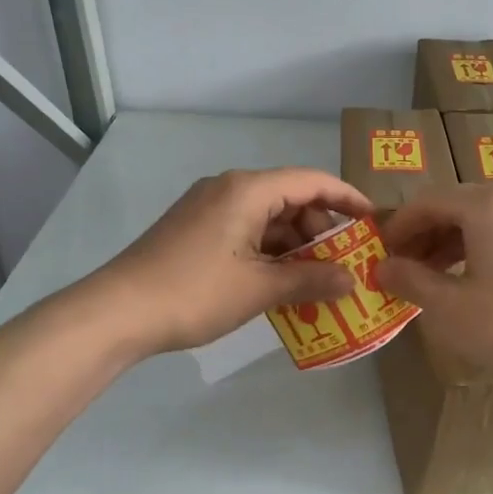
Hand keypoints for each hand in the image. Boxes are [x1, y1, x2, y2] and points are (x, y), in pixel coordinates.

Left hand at [96, 168, 373, 354]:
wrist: (118, 312)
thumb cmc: (195, 292)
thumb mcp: (260, 288)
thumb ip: (311, 279)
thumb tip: (353, 280)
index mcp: (247, 190)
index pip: (311, 181)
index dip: (347, 198)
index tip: (374, 220)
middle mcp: (229, 189)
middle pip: (290, 198)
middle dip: (321, 229)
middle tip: (347, 262)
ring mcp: (208, 209)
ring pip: (267, 218)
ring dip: (295, 246)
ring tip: (319, 279)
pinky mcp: (195, 230)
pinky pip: (246, 232)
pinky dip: (269, 253)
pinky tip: (282, 283)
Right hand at [375, 184, 492, 389]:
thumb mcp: (448, 307)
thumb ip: (409, 279)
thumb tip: (382, 268)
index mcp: (488, 205)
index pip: (428, 202)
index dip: (398, 226)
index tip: (380, 253)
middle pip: (456, 205)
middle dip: (424, 234)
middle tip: (401, 266)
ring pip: (482, 219)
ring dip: (450, 241)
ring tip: (429, 275)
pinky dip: (478, 247)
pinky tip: (467, 278)